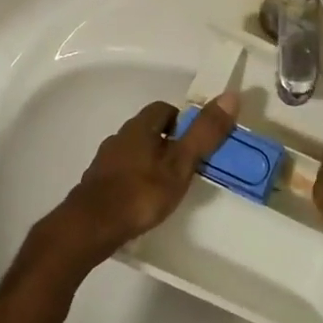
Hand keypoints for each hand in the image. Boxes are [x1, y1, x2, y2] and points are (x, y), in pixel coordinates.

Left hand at [46, 94, 239, 264]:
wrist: (91, 227)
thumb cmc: (141, 192)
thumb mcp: (181, 164)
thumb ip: (205, 133)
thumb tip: (231, 96)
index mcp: (140, 127)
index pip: (163, 109)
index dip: (182, 120)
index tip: (196, 141)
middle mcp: (119, 137)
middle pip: (148, 130)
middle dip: (167, 142)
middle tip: (185, 166)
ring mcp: (104, 161)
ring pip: (133, 152)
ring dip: (149, 162)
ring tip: (166, 186)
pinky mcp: (95, 185)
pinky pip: (120, 174)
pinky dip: (134, 181)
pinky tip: (142, 202)